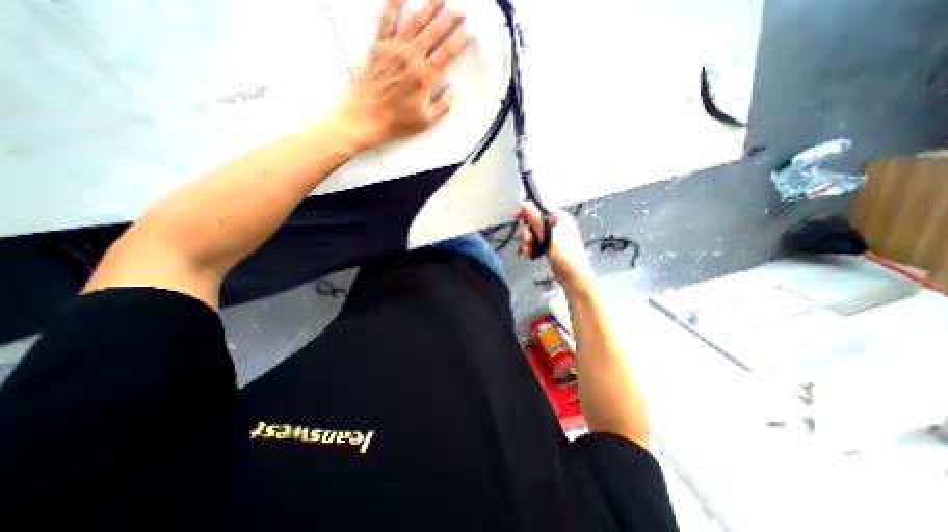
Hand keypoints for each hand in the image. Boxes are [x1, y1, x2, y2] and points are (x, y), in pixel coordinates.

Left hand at [331, 0, 472, 150]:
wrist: (366, 115)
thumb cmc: (398, 121)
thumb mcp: (426, 121)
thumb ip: (443, 106)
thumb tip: (452, 90)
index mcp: (425, 77)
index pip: (447, 52)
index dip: (461, 40)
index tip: (471, 30)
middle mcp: (411, 57)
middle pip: (434, 31)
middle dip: (450, 18)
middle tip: (461, 9)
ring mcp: (394, 49)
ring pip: (415, 21)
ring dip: (429, 6)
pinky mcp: (379, 46)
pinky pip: (387, 20)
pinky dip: (394, 4)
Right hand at [518, 200, 588, 289]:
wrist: (573, 276)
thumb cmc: (564, 254)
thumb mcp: (548, 235)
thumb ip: (535, 219)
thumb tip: (524, 203)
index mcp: (560, 217)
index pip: (539, 208)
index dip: (526, 211)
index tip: (515, 218)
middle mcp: (557, 224)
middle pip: (534, 221)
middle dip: (527, 232)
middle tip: (528, 241)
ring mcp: (553, 236)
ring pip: (533, 233)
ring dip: (528, 241)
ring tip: (529, 250)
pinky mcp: (550, 246)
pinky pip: (536, 242)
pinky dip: (531, 247)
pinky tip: (530, 254)